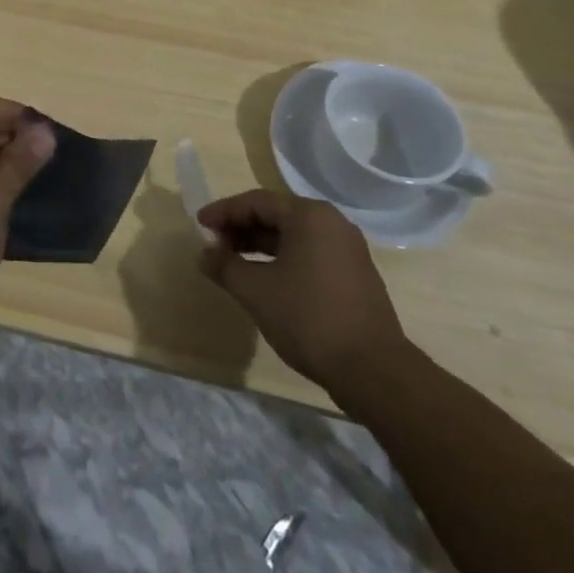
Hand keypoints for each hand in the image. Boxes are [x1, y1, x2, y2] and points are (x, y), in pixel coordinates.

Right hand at [197, 190, 407, 395]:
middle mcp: (332, 223)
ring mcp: (347, 250)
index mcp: (309, 215)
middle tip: (215, 245)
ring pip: (293, 236)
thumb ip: (225, 266)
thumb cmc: (308, 318)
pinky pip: (309, 254)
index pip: (257, 201)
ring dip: (261, 246)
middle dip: (242, 228)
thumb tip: (204, 254)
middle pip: (276, 215)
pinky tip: (266, 281)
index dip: (224, 212)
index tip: (200, 224)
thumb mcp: (256, 291)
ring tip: (234, 264)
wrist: (373, 370)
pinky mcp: (355, 275)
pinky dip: (283, 260)